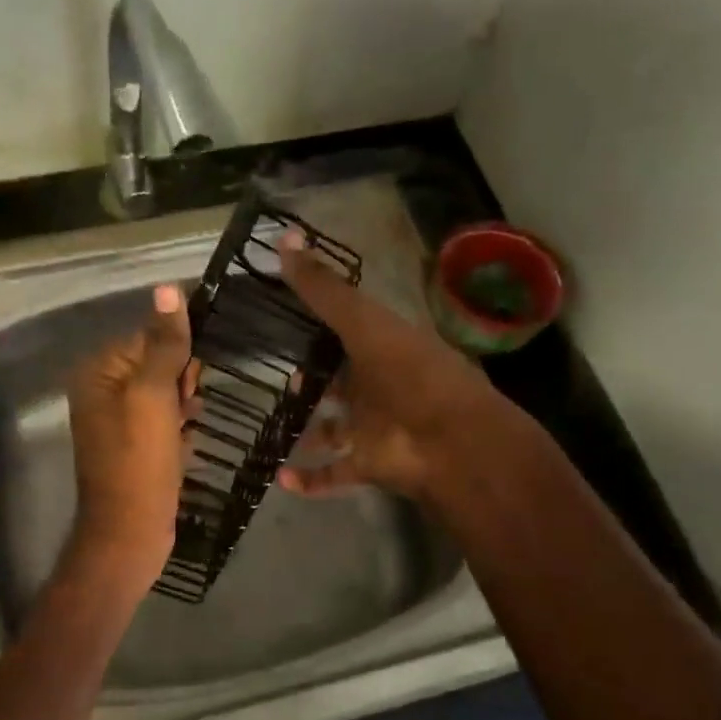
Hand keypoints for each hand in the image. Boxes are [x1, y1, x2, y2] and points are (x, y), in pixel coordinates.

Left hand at [66, 283, 196, 591]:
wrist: (130, 532)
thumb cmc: (140, 460)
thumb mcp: (153, 395)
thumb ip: (163, 344)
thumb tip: (168, 288)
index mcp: (98, 373)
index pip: (145, 337)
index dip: (176, 353)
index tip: (193, 379)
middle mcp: (102, 393)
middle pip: (155, 365)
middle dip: (181, 381)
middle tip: (189, 408)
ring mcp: (118, 423)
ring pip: (164, 395)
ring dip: (185, 405)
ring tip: (191, 425)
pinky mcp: (136, 448)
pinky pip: (164, 422)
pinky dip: (180, 428)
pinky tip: (189, 441)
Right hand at [276, 230, 505, 502]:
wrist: (453, 442)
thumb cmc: (410, 374)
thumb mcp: (364, 323)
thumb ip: (324, 289)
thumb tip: (284, 241)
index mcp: (383, 347)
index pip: (348, 329)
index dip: (319, 322)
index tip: (282, 316)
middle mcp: (378, 387)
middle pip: (340, 382)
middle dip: (312, 381)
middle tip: (275, 376)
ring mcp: (374, 428)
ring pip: (333, 430)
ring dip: (307, 432)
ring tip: (267, 426)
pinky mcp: (369, 465)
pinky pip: (333, 474)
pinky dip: (309, 478)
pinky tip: (280, 477)